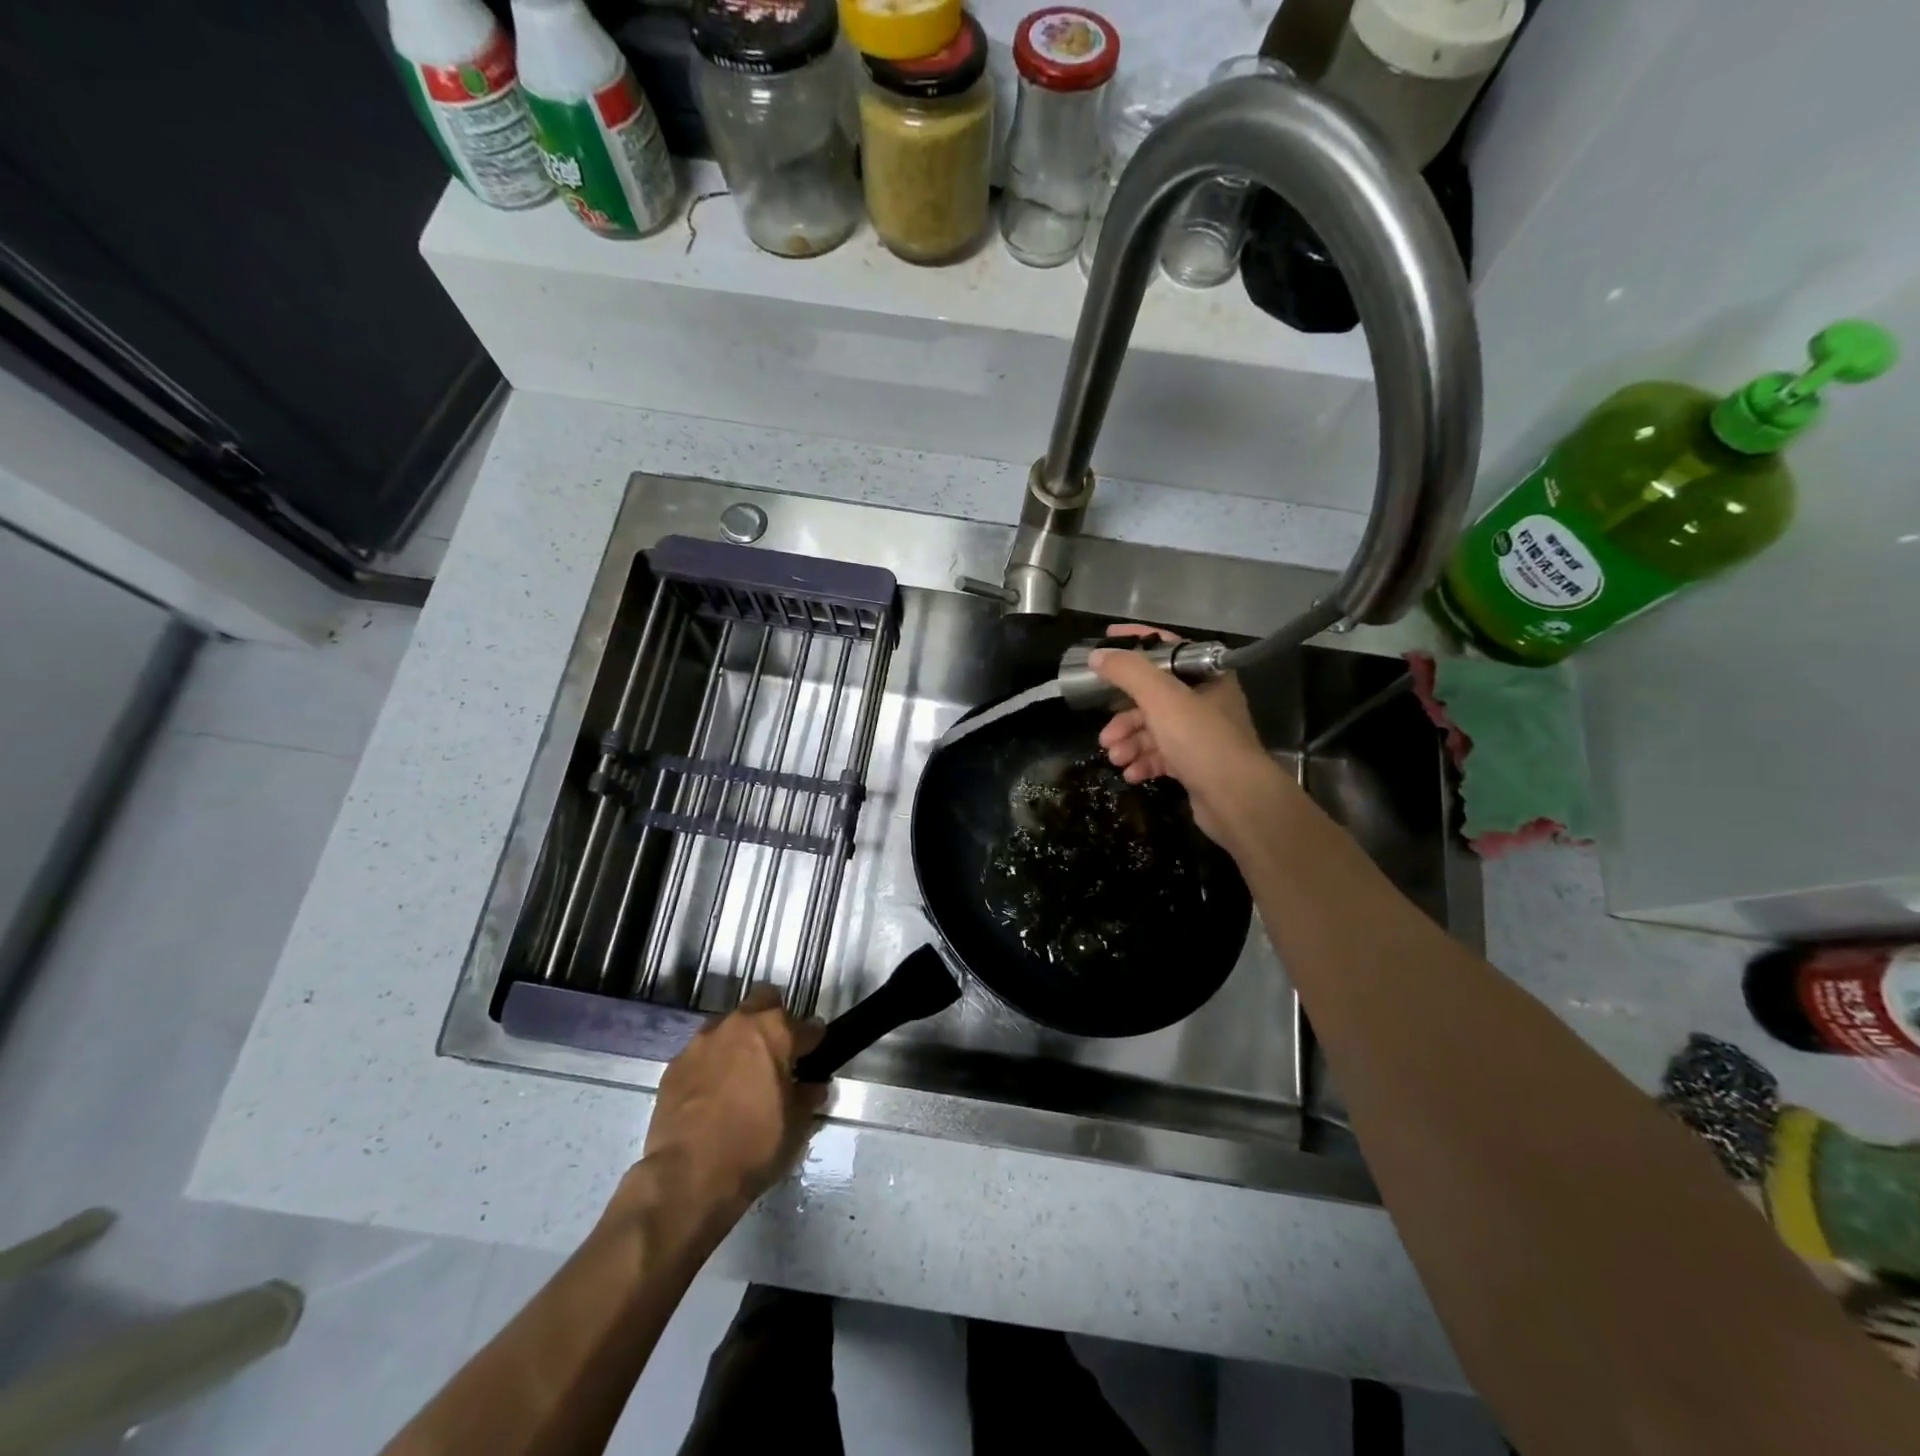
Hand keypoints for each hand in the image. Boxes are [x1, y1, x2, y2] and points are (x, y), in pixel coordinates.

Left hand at [635, 989, 826, 1225]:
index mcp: (775, 1032)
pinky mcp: (675, 1064)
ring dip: (740, 1041)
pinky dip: (712, 1065)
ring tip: (742, 1075)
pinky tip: (713, 1093)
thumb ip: (807, 1096)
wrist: (687, 1176)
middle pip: (764, 1001)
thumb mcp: (796, 1126)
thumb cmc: (754, 1146)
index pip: (807, 1026)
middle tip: (777, 1053)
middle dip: (774, 1019)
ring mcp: (702, 1041)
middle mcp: (738, 1025)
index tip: (815, 1053)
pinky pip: (702, 1053)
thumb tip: (814, 1086)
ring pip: (729, 1025)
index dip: (814, 1040)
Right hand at [1090, 624, 1292, 846]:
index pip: (1167, 649)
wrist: (1237, 799)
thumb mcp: (1161, 697)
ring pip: (1155, 730)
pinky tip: (1131, 774)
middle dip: (1125, 716)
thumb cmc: (1201, 739)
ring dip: (1130, 742)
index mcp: (1207, 676)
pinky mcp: (1196, 765)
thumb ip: (1128, 672)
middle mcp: (1207, 701)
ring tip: (1115, 757)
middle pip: (1153, 698)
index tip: (1105, 644)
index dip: (1135, 643)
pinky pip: (1162, 756)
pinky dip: (1144, 762)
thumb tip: (1098, 655)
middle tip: (1105, 735)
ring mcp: (1202, 735)